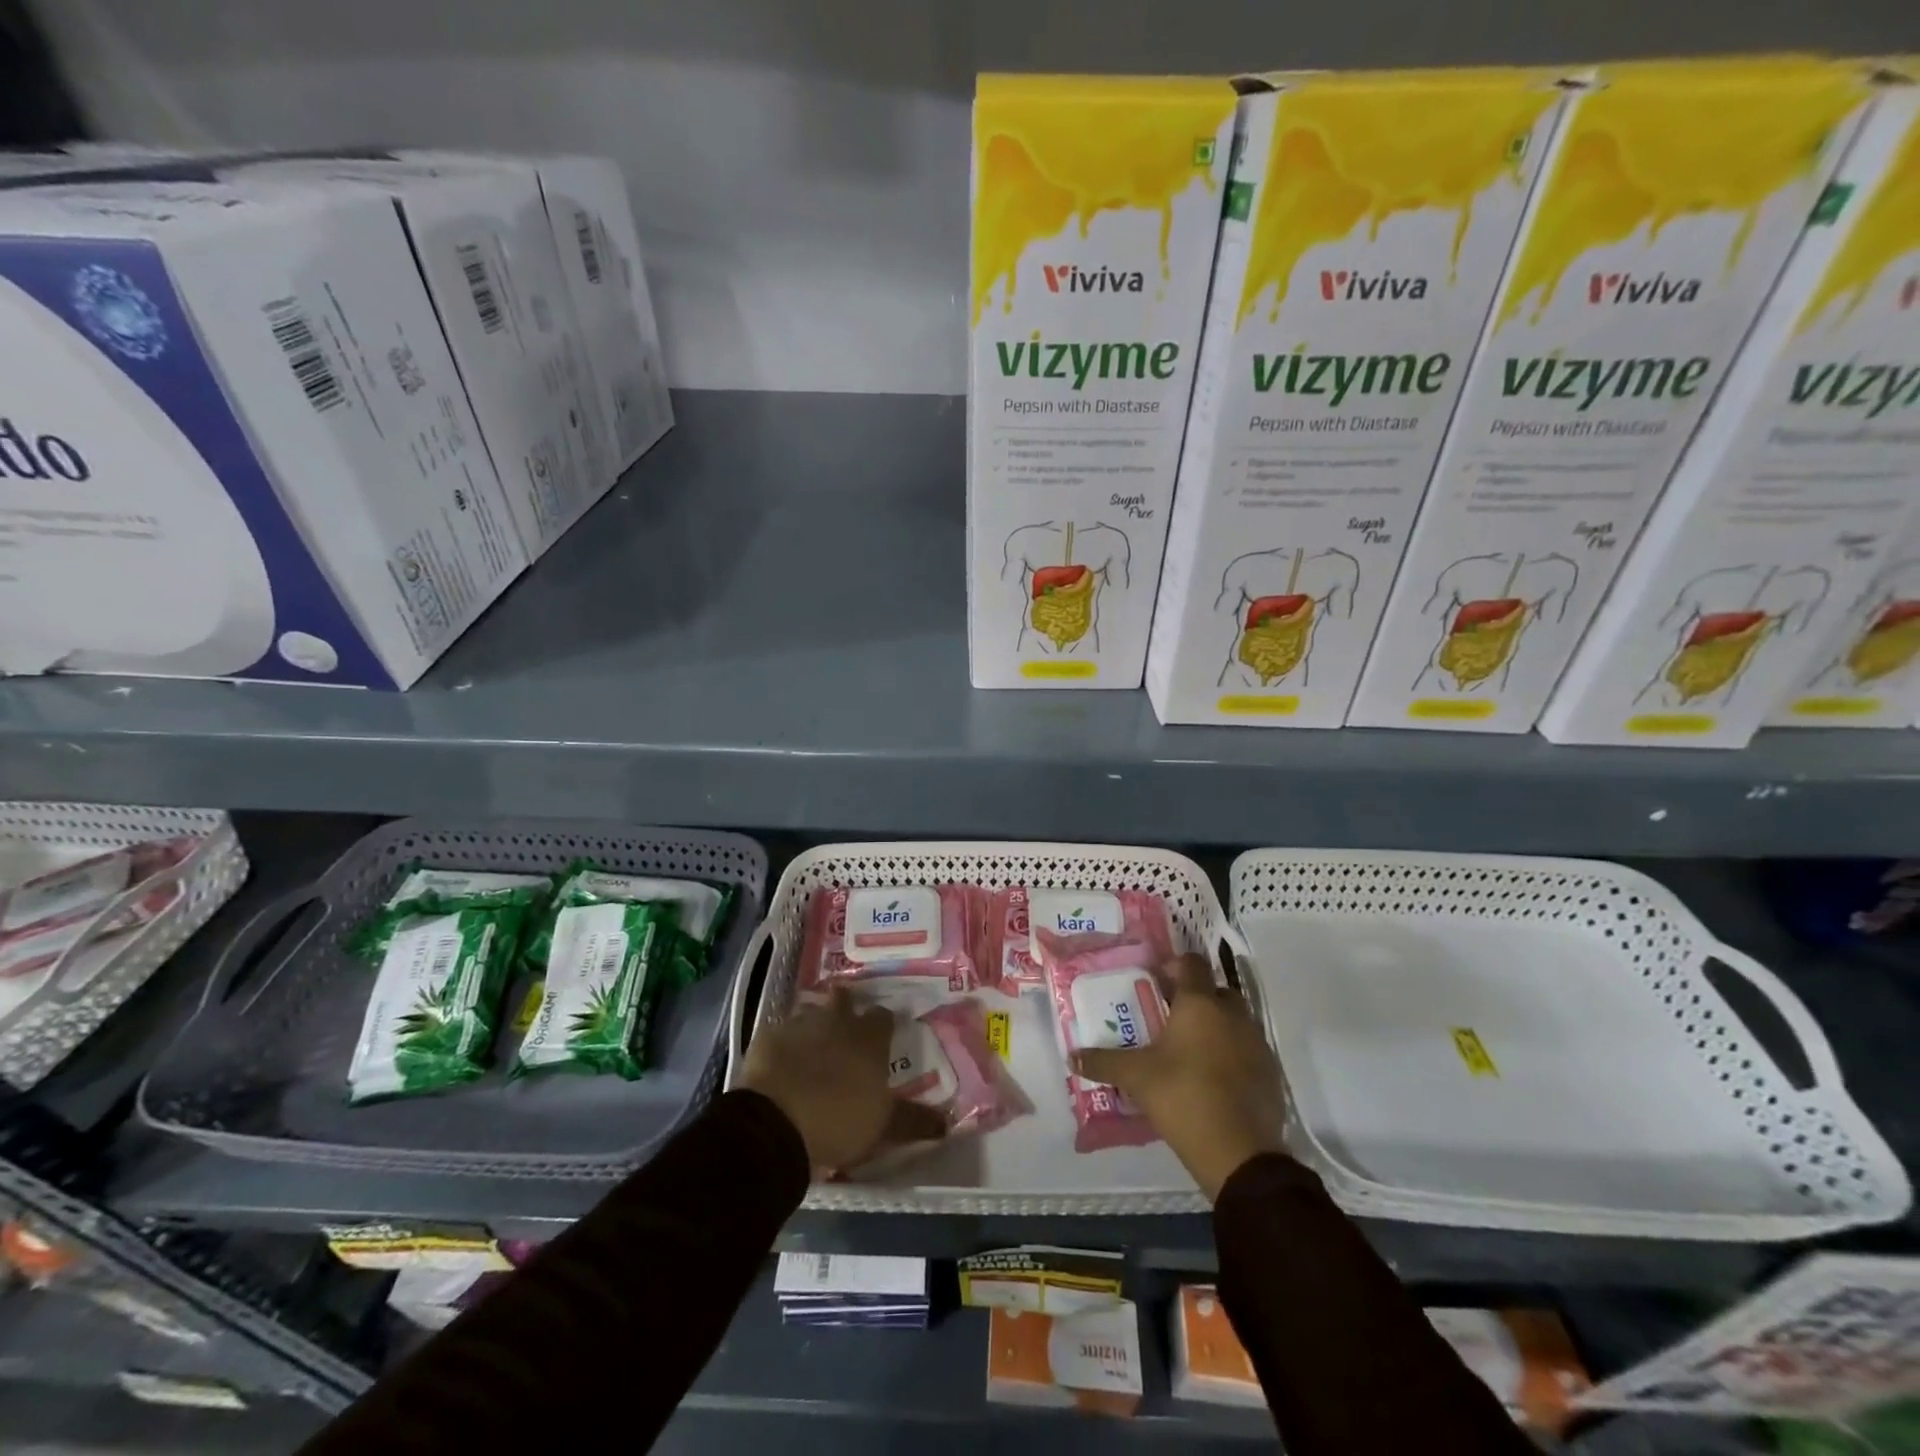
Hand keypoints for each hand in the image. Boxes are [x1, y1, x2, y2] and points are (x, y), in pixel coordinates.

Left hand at [740, 986, 946, 1174]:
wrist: (774, 1123)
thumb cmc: (838, 1121)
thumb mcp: (883, 1127)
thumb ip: (914, 1121)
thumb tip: (947, 1124)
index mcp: (870, 1037)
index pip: (884, 1017)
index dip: (883, 1025)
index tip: (883, 1037)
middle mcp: (837, 1020)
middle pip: (844, 1000)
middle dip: (845, 1009)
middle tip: (844, 1030)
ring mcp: (800, 1024)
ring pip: (811, 1015)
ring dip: (814, 1027)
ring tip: (812, 1050)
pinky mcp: (768, 1036)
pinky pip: (780, 1034)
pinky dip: (784, 1046)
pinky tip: (781, 1064)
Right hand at [1074, 953, 1288, 1200]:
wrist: (1239, 1152)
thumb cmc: (1182, 1097)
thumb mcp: (1136, 1077)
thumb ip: (1103, 1062)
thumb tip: (1072, 1057)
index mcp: (1200, 1003)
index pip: (1191, 963)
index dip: (1173, 967)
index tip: (1155, 984)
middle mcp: (1232, 1014)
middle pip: (1215, 990)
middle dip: (1195, 998)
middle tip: (1169, 1019)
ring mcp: (1256, 1042)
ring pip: (1234, 1020)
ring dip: (1215, 1026)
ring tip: (1189, 1051)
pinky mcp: (1270, 1072)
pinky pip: (1247, 1049)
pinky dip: (1232, 1054)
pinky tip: (1213, 1079)